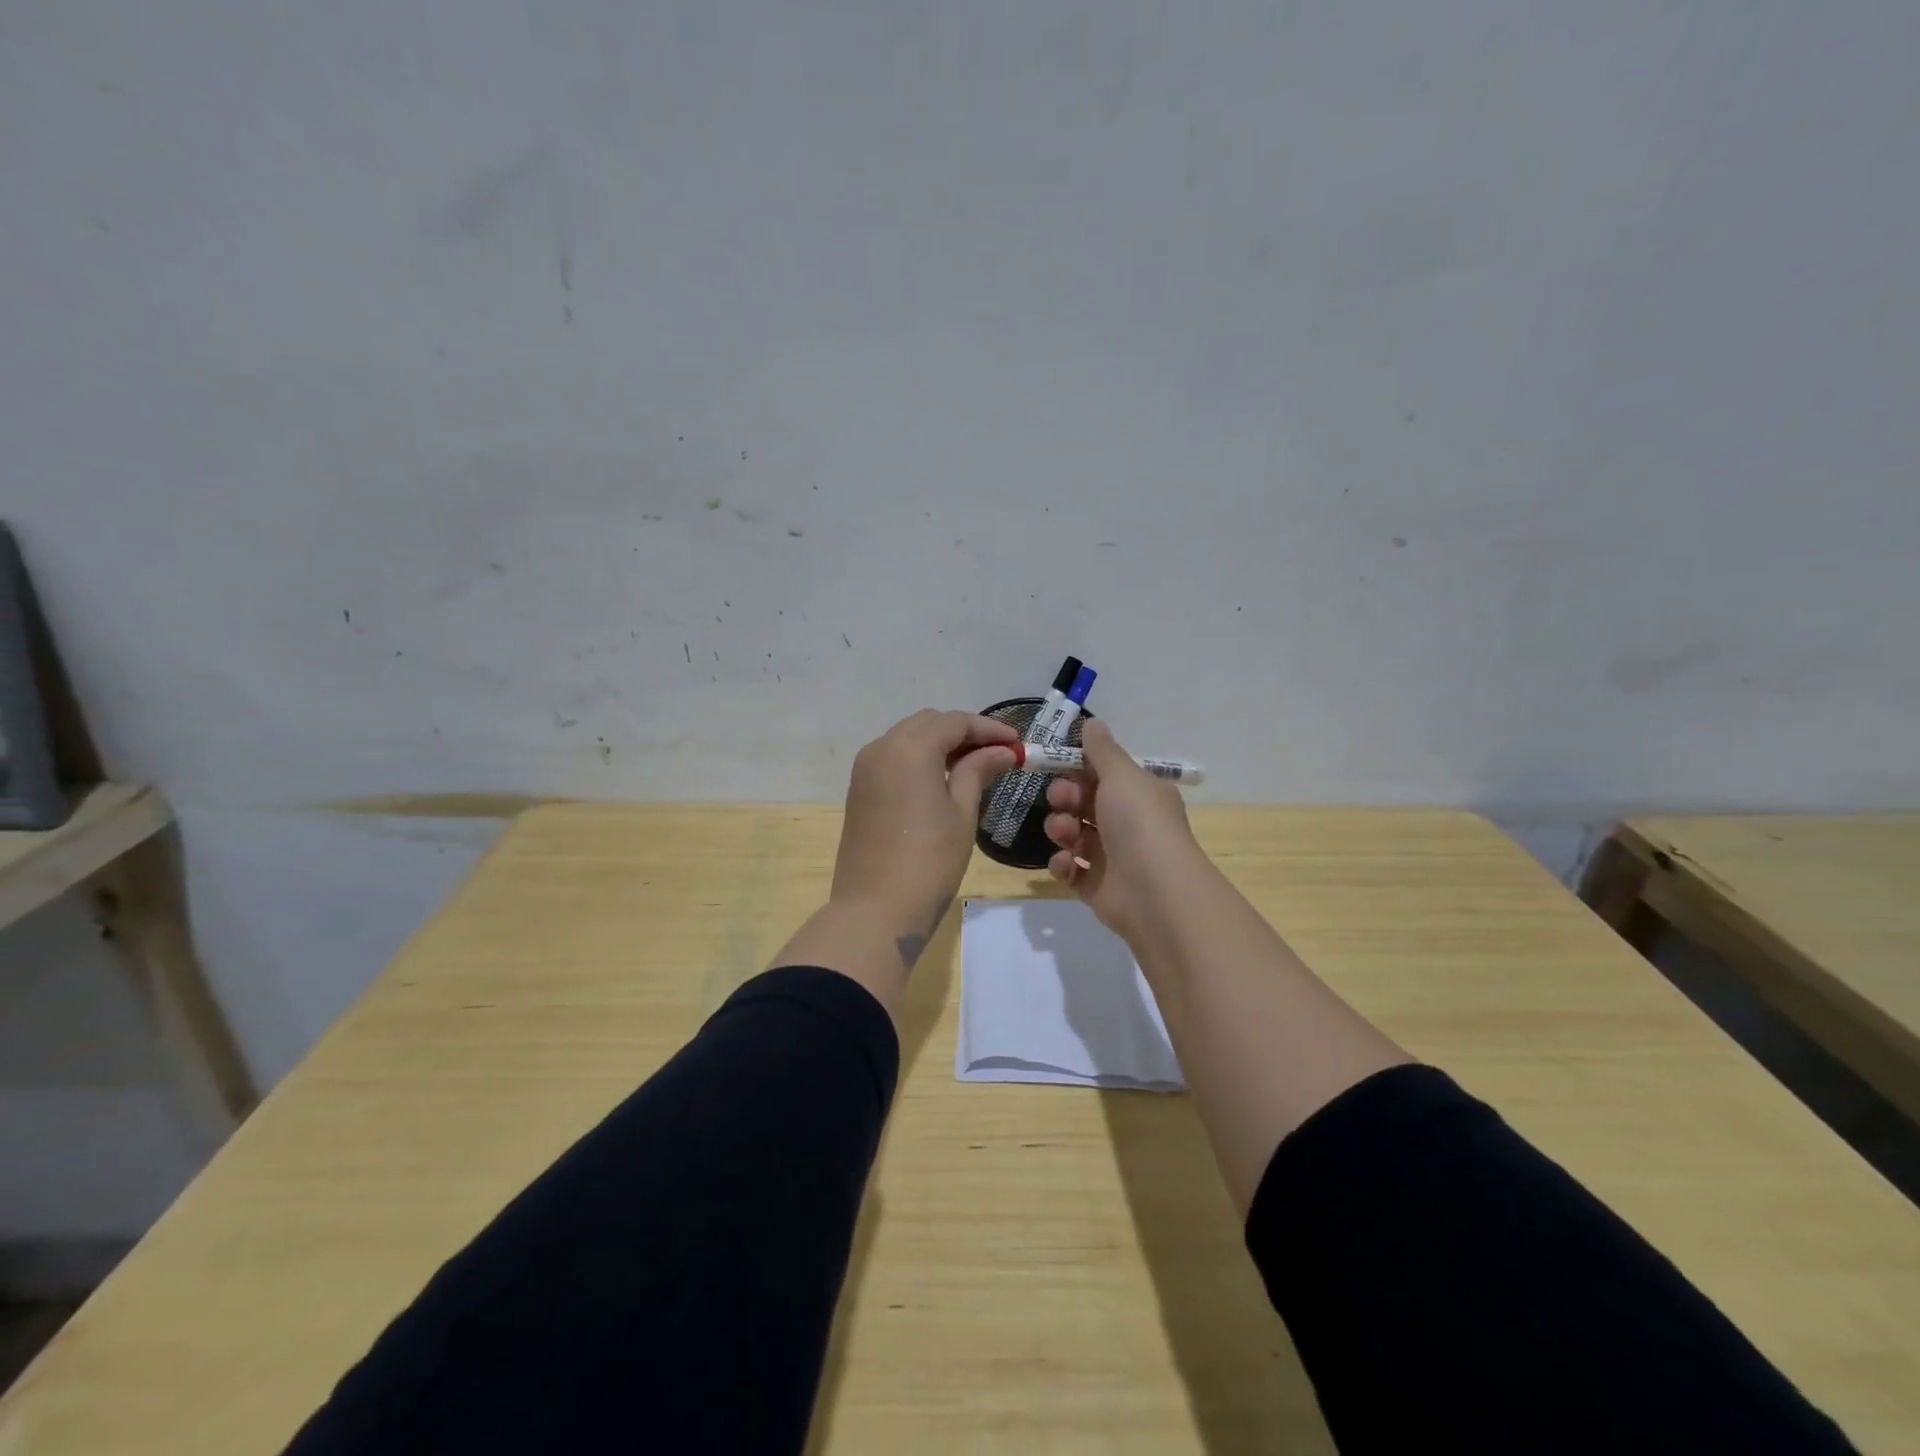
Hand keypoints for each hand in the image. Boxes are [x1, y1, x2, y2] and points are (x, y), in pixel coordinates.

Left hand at [832, 709, 1020, 960]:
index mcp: (910, 747)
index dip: (989, 729)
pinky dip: (919, 759)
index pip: (955, 722)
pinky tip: (942, 779)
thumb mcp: (962, 812)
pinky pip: (893, 758)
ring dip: (940, 743)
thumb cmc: (929, 861)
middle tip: (998, 754)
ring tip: (975, 765)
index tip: (1018, 743)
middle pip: (929, 723)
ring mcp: (865, 768)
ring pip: (908, 738)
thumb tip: (1001, 751)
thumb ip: (978, 771)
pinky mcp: (858, 789)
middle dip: (964, 732)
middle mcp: (882, 747)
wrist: (875, 910)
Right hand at [1043, 719, 1202, 939]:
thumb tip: (1093, 723)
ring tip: (1064, 834)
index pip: (1103, 774)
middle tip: (1060, 800)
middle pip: (1084, 803)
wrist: (1154, 892)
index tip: (1057, 764)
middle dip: (1065, 797)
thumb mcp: (1121, 775)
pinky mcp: (1097, 887)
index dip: (1078, 768)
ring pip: (1074, 835)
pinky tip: (1067, 864)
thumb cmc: (1139, 823)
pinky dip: (1063, 864)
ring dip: (1061, 829)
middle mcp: (1128, 823)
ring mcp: (1112, 857)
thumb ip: (1102, 750)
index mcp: (1139, 794)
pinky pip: (1071, 870)